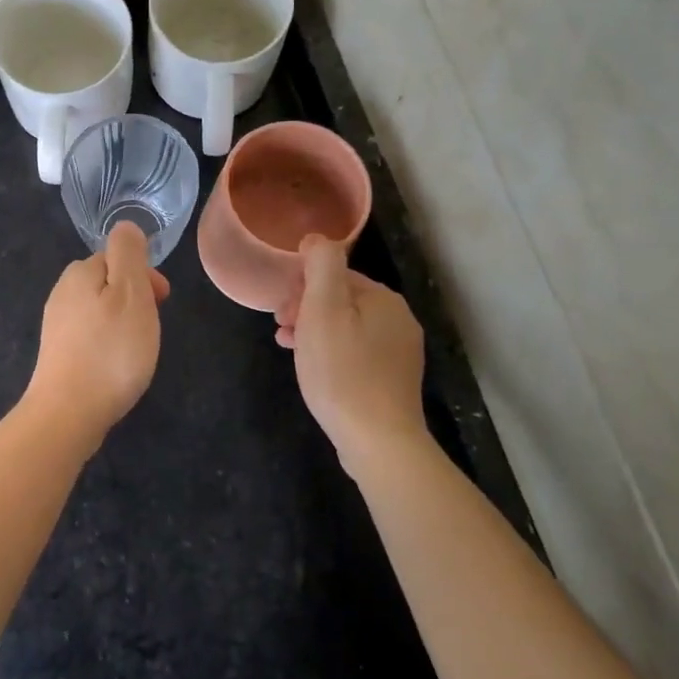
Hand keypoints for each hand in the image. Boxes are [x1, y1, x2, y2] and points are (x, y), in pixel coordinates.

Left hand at [24, 222, 170, 440]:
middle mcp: (62, 294)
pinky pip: (89, 335)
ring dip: (121, 320)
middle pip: (106, 282)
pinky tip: (116, 365)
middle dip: (133, 297)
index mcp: (79, 274)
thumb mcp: (130, 293)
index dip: (143, 274)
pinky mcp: (57, 354)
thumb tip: (125, 226)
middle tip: (151, 325)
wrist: (68, 413)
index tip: (162, 300)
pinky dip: (107, 342)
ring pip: (98, 309)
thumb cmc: (110, 351)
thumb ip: (129, 254)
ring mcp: (56, 326)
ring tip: (138, 347)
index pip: (115, 257)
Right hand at [276, 236, 427, 473]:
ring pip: (347, 329)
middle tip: (281, 330)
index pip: (336, 276)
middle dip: (306, 309)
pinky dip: (331, 354)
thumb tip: (317, 238)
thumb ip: (321, 266)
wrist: (377, 440)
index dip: (302, 288)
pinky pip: (355, 354)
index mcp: (384, 299)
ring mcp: (399, 353)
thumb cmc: (342, 371)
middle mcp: (399, 320)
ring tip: (289, 349)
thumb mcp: (323, 310)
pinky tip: (315, 371)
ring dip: (314, 332)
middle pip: (342, 301)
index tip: (279, 311)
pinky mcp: (392, 381)